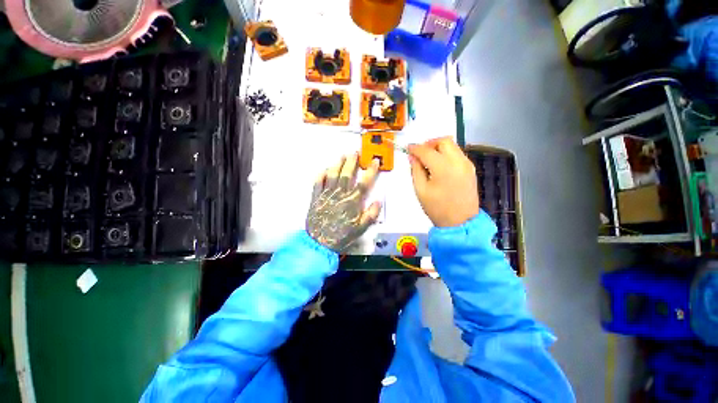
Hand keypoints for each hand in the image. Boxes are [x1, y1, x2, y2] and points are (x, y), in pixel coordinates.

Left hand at [306, 154, 381, 251]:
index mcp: (352, 201)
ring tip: (342, 156)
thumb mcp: (360, 228)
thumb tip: (378, 201)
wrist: (320, 242)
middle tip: (355, 153)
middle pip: (347, 174)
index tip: (374, 161)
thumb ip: (371, 214)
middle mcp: (340, 194)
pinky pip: (318, 182)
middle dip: (352, 162)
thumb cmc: (342, 235)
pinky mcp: (316, 197)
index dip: (370, 171)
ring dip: (338, 164)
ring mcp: (327, 194)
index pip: (364, 182)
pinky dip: (321, 174)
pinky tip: (325, 169)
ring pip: (333, 175)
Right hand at [408, 137, 479, 227]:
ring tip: (429, 159)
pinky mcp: (470, 169)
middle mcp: (458, 161)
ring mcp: (467, 164)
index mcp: (443, 168)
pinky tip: (440, 166)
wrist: (461, 222)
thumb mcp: (421, 190)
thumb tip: (413, 157)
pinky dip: (447, 154)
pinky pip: (457, 154)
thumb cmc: (437, 208)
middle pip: (444, 141)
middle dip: (430, 143)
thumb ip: (416, 170)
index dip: (415, 148)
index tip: (408, 148)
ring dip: (439, 148)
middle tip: (420, 153)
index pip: (426, 151)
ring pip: (452, 146)